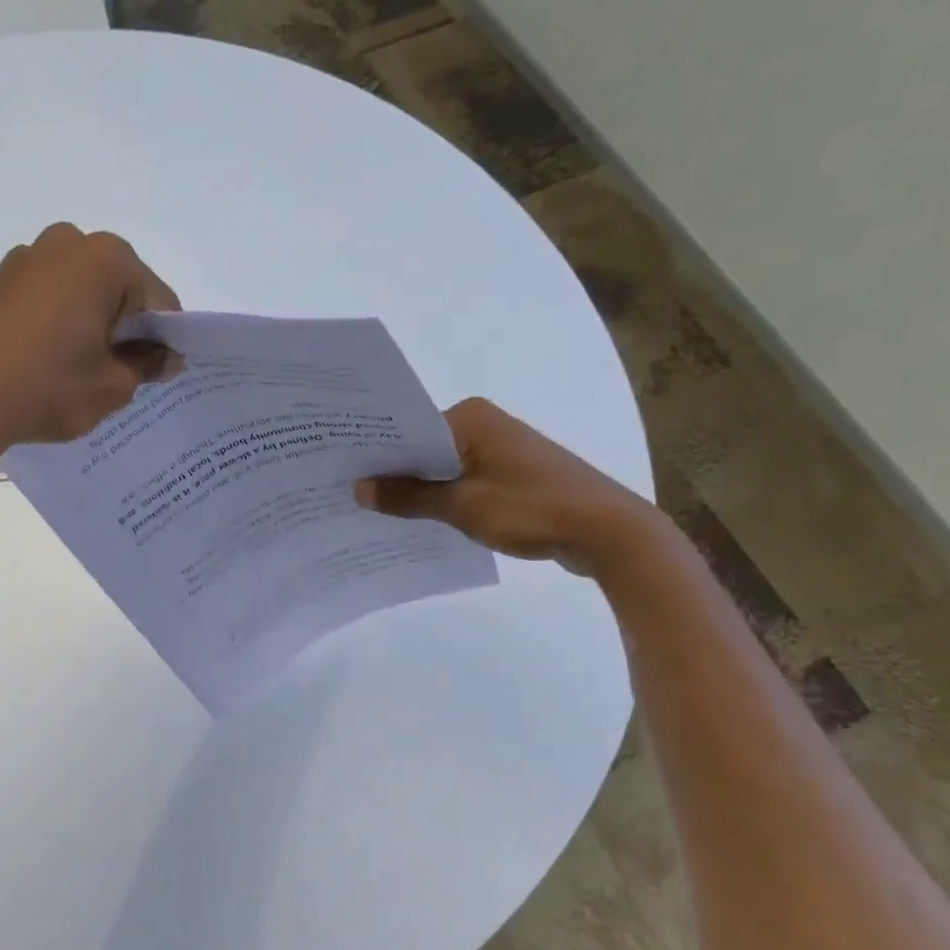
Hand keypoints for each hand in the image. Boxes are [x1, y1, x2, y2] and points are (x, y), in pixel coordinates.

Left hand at [0, 223, 182, 453]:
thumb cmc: (49, 387)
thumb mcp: (112, 386)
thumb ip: (147, 365)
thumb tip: (167, 357)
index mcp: (106, 259)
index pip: (158, 300)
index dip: (165, 338)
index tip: (162, 371)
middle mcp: (66, 243)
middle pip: (117, 288)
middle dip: (126, 327)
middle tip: (123, 373)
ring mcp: (25, 259)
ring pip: (80, 292)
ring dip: (90, 325)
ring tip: (80, 372)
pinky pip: (46, 299)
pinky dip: (58, 324)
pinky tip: (48, 363)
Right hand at [354, 397, 664, 578]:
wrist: (609, 532)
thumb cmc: (531, 508)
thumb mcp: (461, 506)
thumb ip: (408, 497)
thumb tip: (358, 490)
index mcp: (470, 417)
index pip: (407, 431)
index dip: (375, 455)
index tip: (340, 475)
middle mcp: (484, 424)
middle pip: (423, 448)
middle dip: (393, 473)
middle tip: (348, 495)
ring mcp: (501, 449)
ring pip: (444, 468)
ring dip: (419, 489)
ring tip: (375, 511)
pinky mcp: (513, 475)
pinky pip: (465, 482)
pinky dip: (445, 498)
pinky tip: (420, 520)